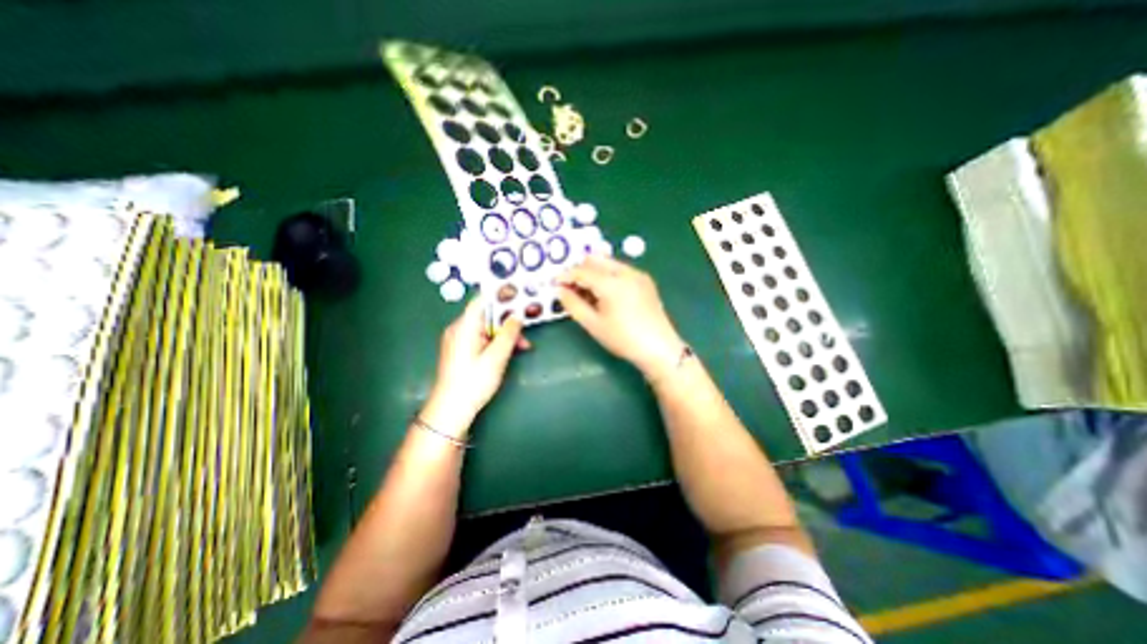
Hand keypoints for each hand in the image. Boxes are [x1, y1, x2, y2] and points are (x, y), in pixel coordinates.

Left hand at [421, 299, 526, 434]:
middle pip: (487, 316)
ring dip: (504, 334)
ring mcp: (459, 340)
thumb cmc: (474, 382)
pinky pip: (481, 339)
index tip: (519, 296)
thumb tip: (517, 316)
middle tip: (525, 332)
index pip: (482, 300)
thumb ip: (509, 334)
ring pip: (486, 328)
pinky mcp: (461, 351)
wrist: (451, 410)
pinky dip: (495, 342)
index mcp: (465, 326)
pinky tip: (508, 352)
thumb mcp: (496, 357)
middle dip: (508, 322)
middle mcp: (459, 329)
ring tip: (522, 347)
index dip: (501, 295)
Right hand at [561, 255, 683, 378]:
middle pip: (595, 260)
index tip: (554, 283)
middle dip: (579, 270)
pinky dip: (607, 275)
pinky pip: (620, 269)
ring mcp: (638, 274)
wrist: (659, 348)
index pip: (581, 271)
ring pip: (608, 263)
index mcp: (611, 283)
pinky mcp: (645, 280)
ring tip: (586, 292)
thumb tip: (559, 290)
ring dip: (593, 271)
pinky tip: (605, 293)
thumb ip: (573, 305)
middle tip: (570, 287)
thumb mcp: (593, 324)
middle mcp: (625, 272)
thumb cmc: (623, 339)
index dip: (565, 276)